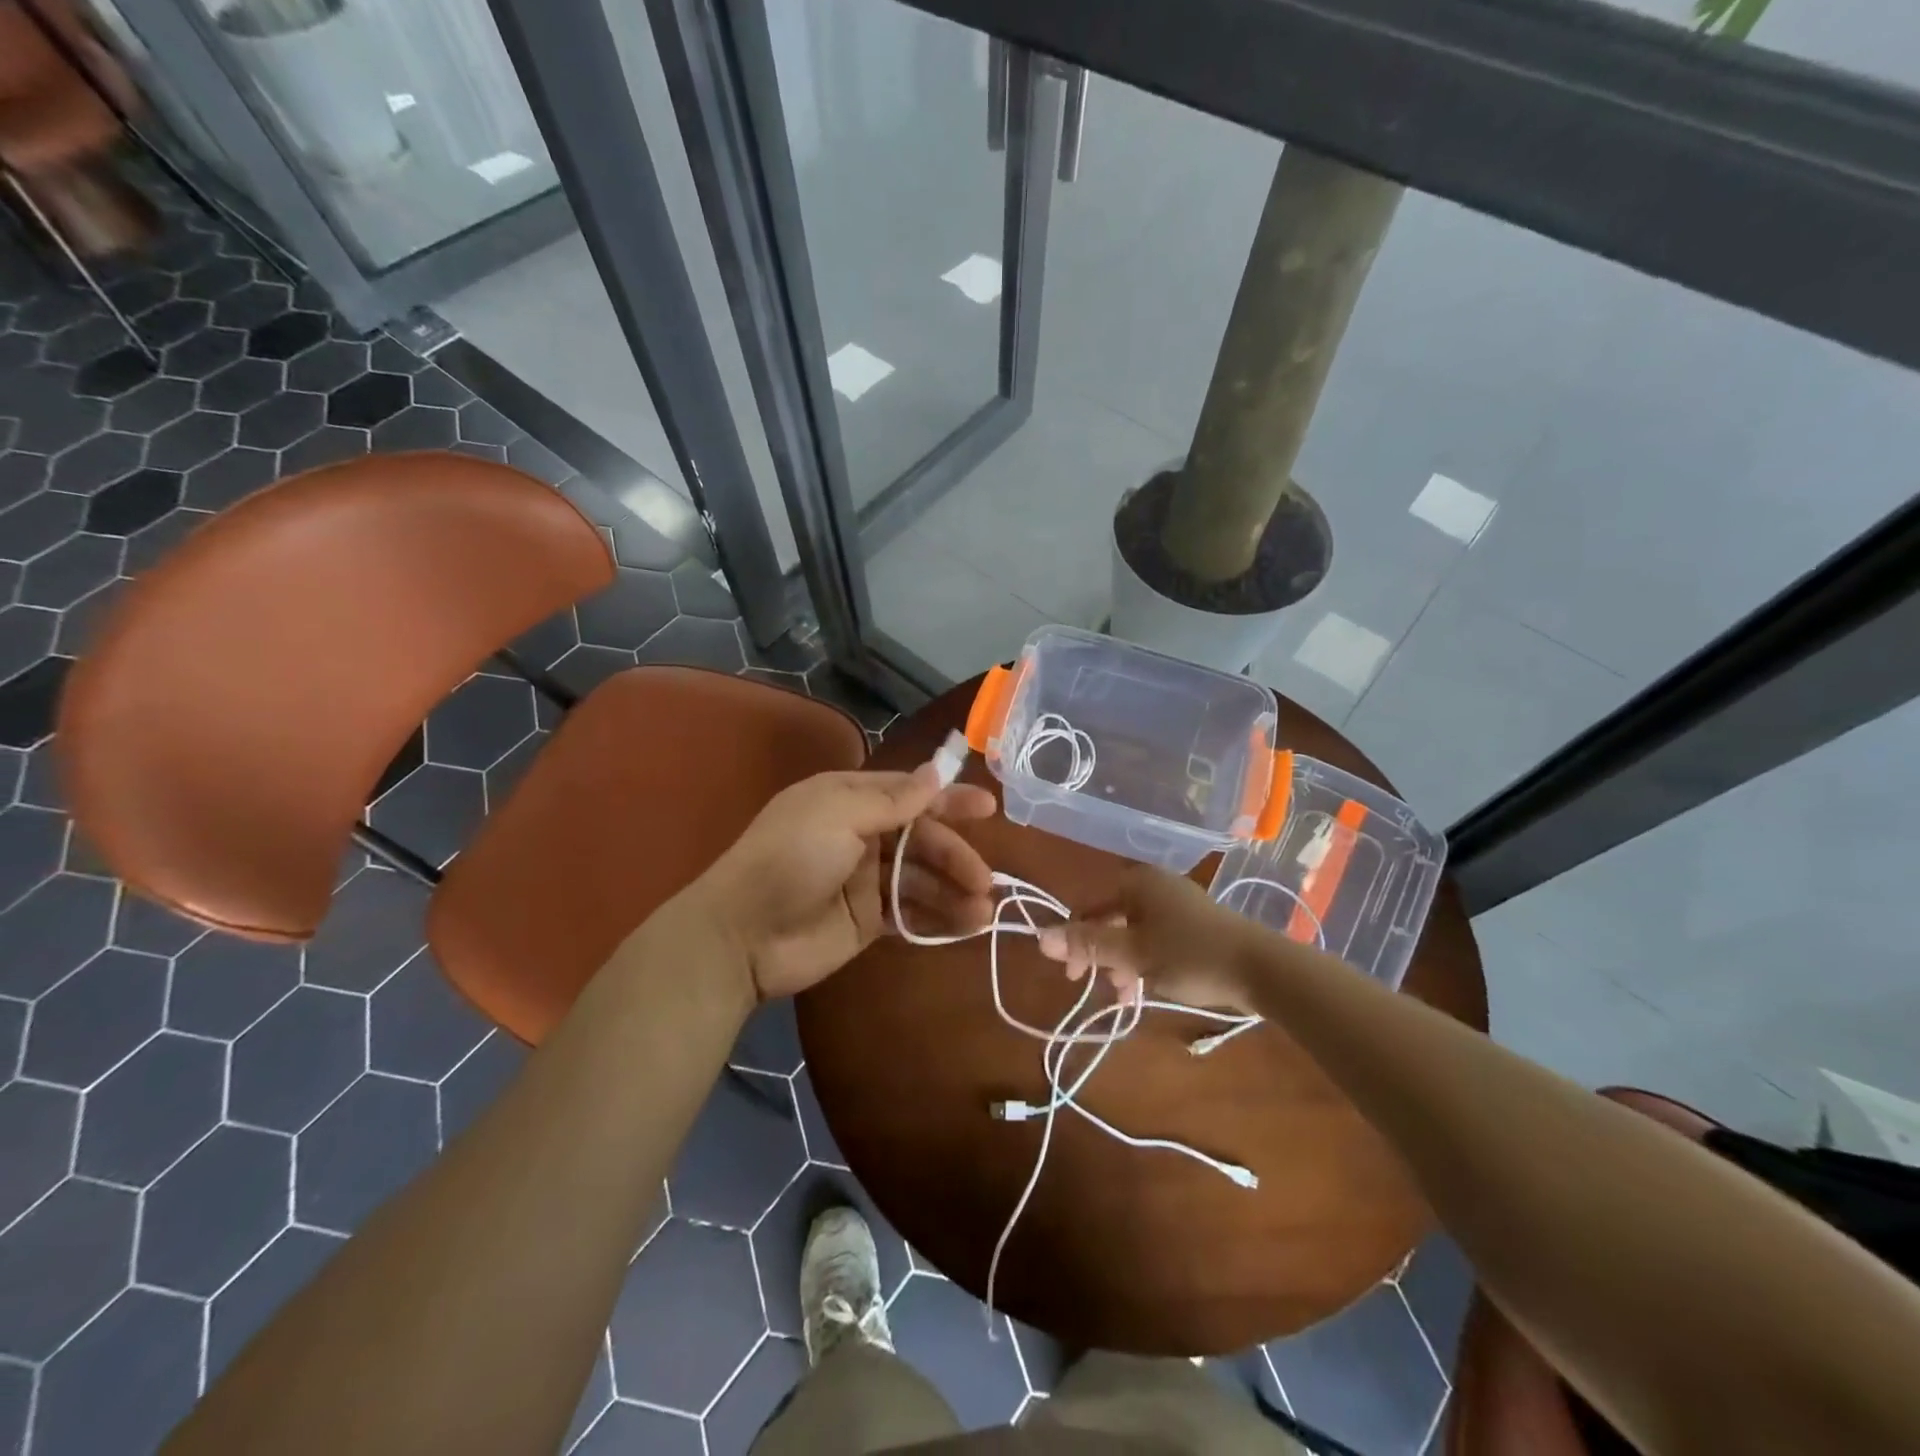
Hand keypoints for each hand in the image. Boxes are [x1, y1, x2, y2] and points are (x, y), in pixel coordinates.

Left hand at [691, 766, 995, 1001]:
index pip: (909, 793)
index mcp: (849, 800)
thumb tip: (936, 770)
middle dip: (955, 855)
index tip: (989, 807)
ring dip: (953, 891)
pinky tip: (965, 927)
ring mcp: (864, 880)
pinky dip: (938, 918)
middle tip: (984, 879)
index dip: (949, 799)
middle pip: (921, 839)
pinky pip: (911, 913)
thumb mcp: (838, 816)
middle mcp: (860, 834)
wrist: (741, 936)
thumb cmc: (790, 860)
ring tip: (983, 911)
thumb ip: (892, 799)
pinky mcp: (867, 920)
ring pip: (920, 878)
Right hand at [1036, 865, 1256, 1013]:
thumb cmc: (1191, 955)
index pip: (1090, 909)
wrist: (1263, 969)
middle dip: (1103, 958)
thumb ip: (1088, 945)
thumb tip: (1039, 936)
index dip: (1075, 942)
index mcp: (1137, 883)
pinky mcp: (1195, 925)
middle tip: (1101, 989)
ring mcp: (1177, 905)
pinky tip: (1147, 991)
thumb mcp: (1133, 954)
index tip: (1073, 976)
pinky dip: (1146, 964)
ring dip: (1124, 966)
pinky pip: (1156, 940)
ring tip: (1128, 999)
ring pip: (1134, 935)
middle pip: (1111, 921)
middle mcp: (1154, 886)